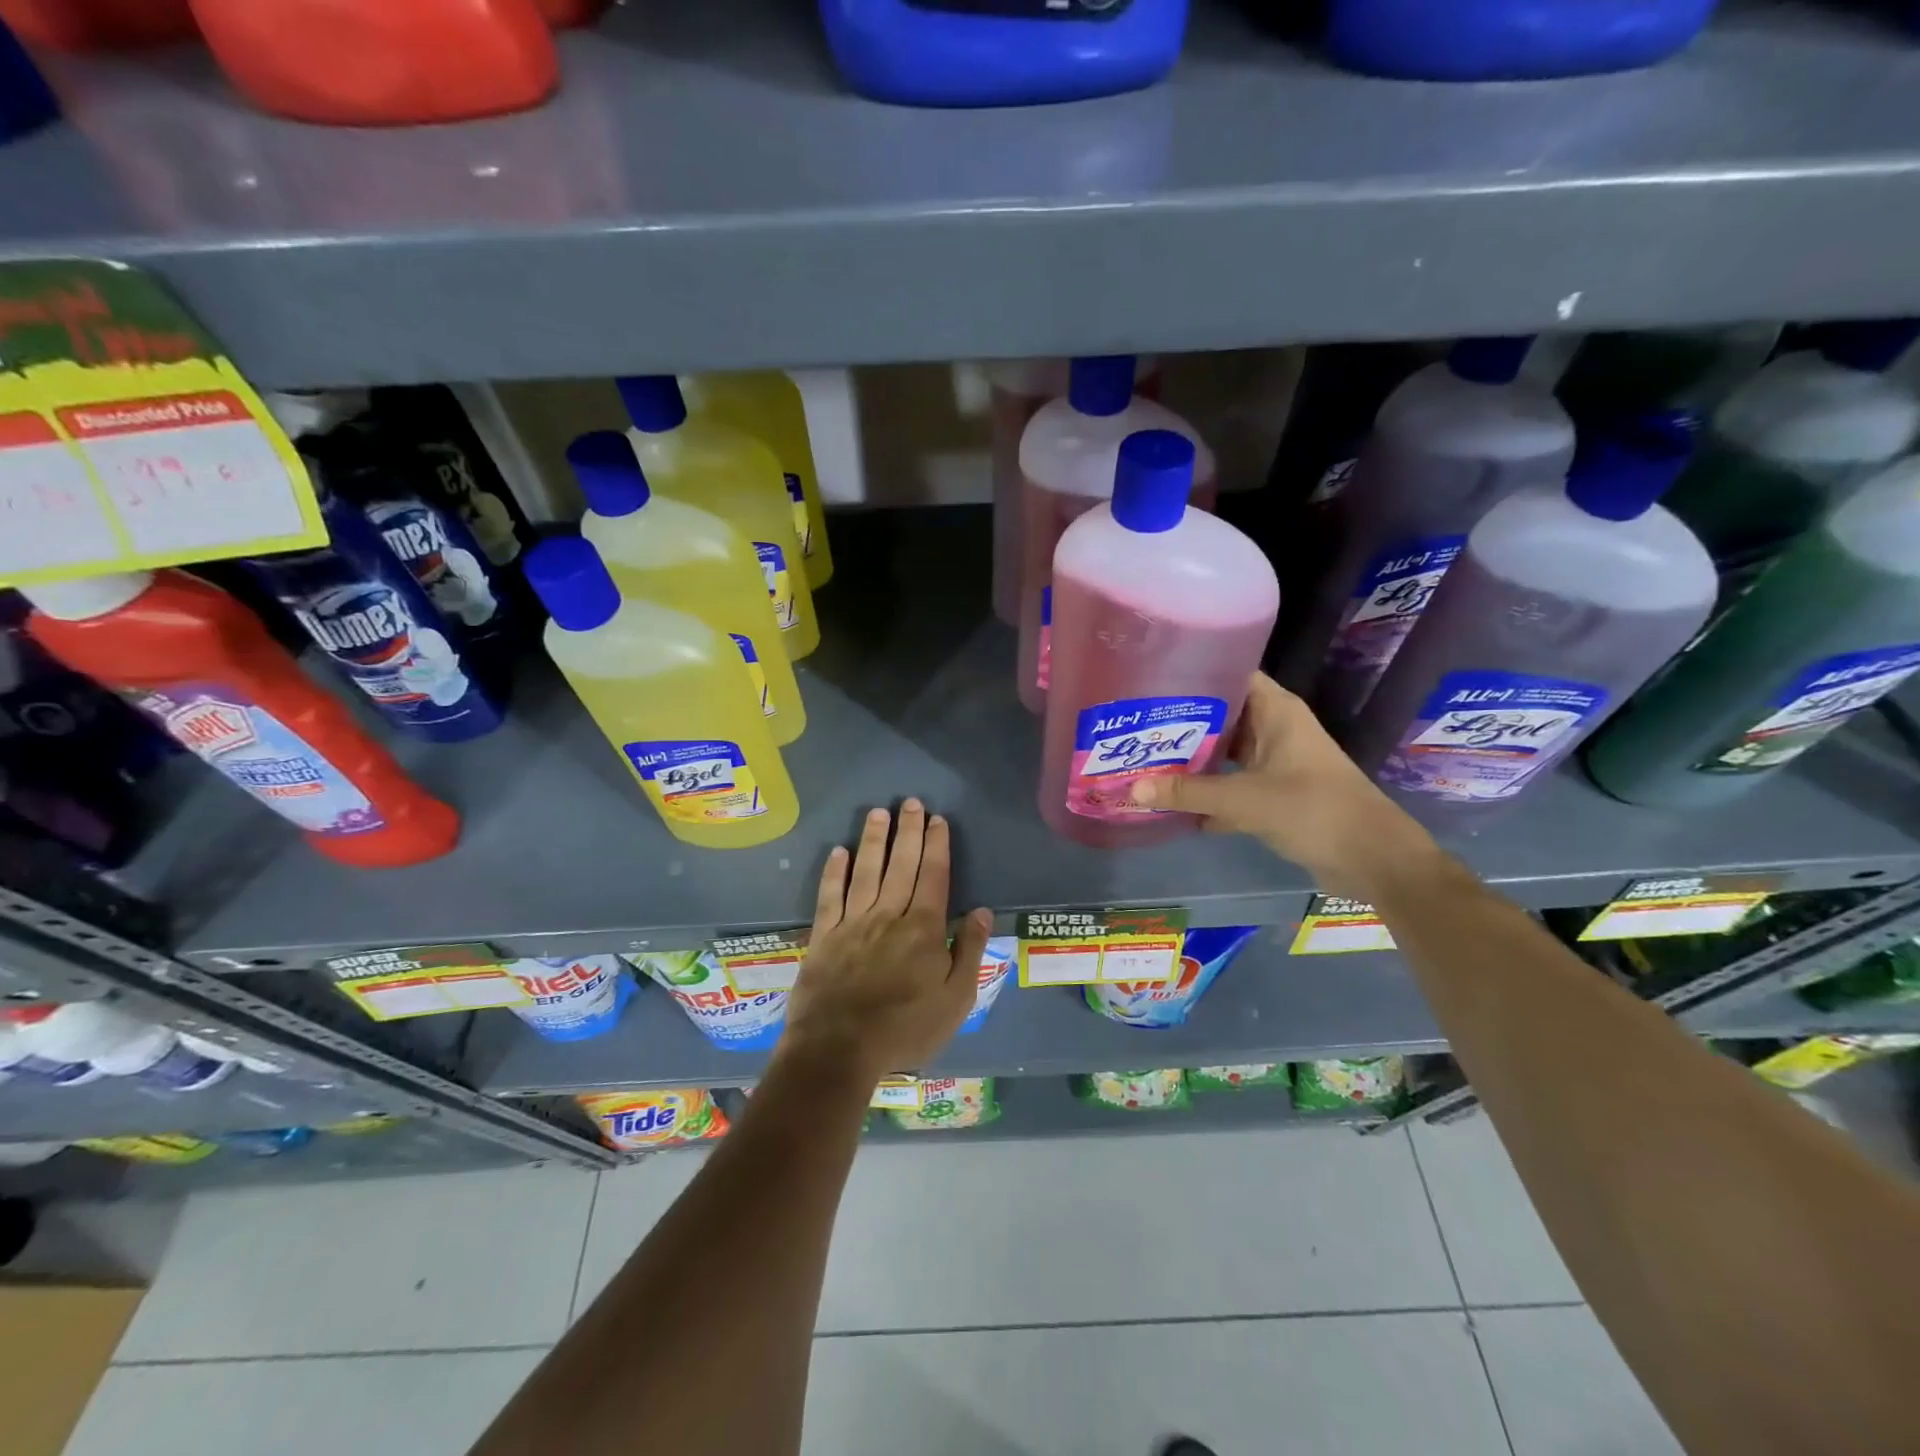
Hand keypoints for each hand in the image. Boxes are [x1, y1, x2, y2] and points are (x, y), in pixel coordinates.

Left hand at [778, 799, 992, 1083]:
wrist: (839, 1049)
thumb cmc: (905, 1028)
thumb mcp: (956, 999)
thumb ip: (970, 951)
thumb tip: (983, 910)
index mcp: (924, 928)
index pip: (934, 876)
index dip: (937, 845)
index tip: (937, 819)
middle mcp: (889, 915)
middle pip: (902, 864)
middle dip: (908, 831)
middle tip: (910, 802)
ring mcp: (853, 923)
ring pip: (866, 871)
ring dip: (874, 840)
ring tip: (878, 812)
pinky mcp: (824, 936)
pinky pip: (830, 895)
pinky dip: (834, 872)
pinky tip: (838, 852)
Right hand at [1129, 673, 1436, 898]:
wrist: (1372, 858)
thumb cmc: (1312, 809)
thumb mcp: (1244, 799)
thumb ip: (1188, 793)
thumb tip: (1132, 789)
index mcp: (1276, 711)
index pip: (1230, 674)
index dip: (1193, 673)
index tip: (1151, 679)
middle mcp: (1276, 729)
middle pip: (1221, 715)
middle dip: (1181, 722)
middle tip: (1136, 723)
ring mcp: (1277, 762)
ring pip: (1225, 752)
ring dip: (1193, 760)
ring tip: (1144, 758)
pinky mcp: (1277, 794)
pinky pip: (1233, 785)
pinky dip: (1209, 794)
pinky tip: (1172, 804)